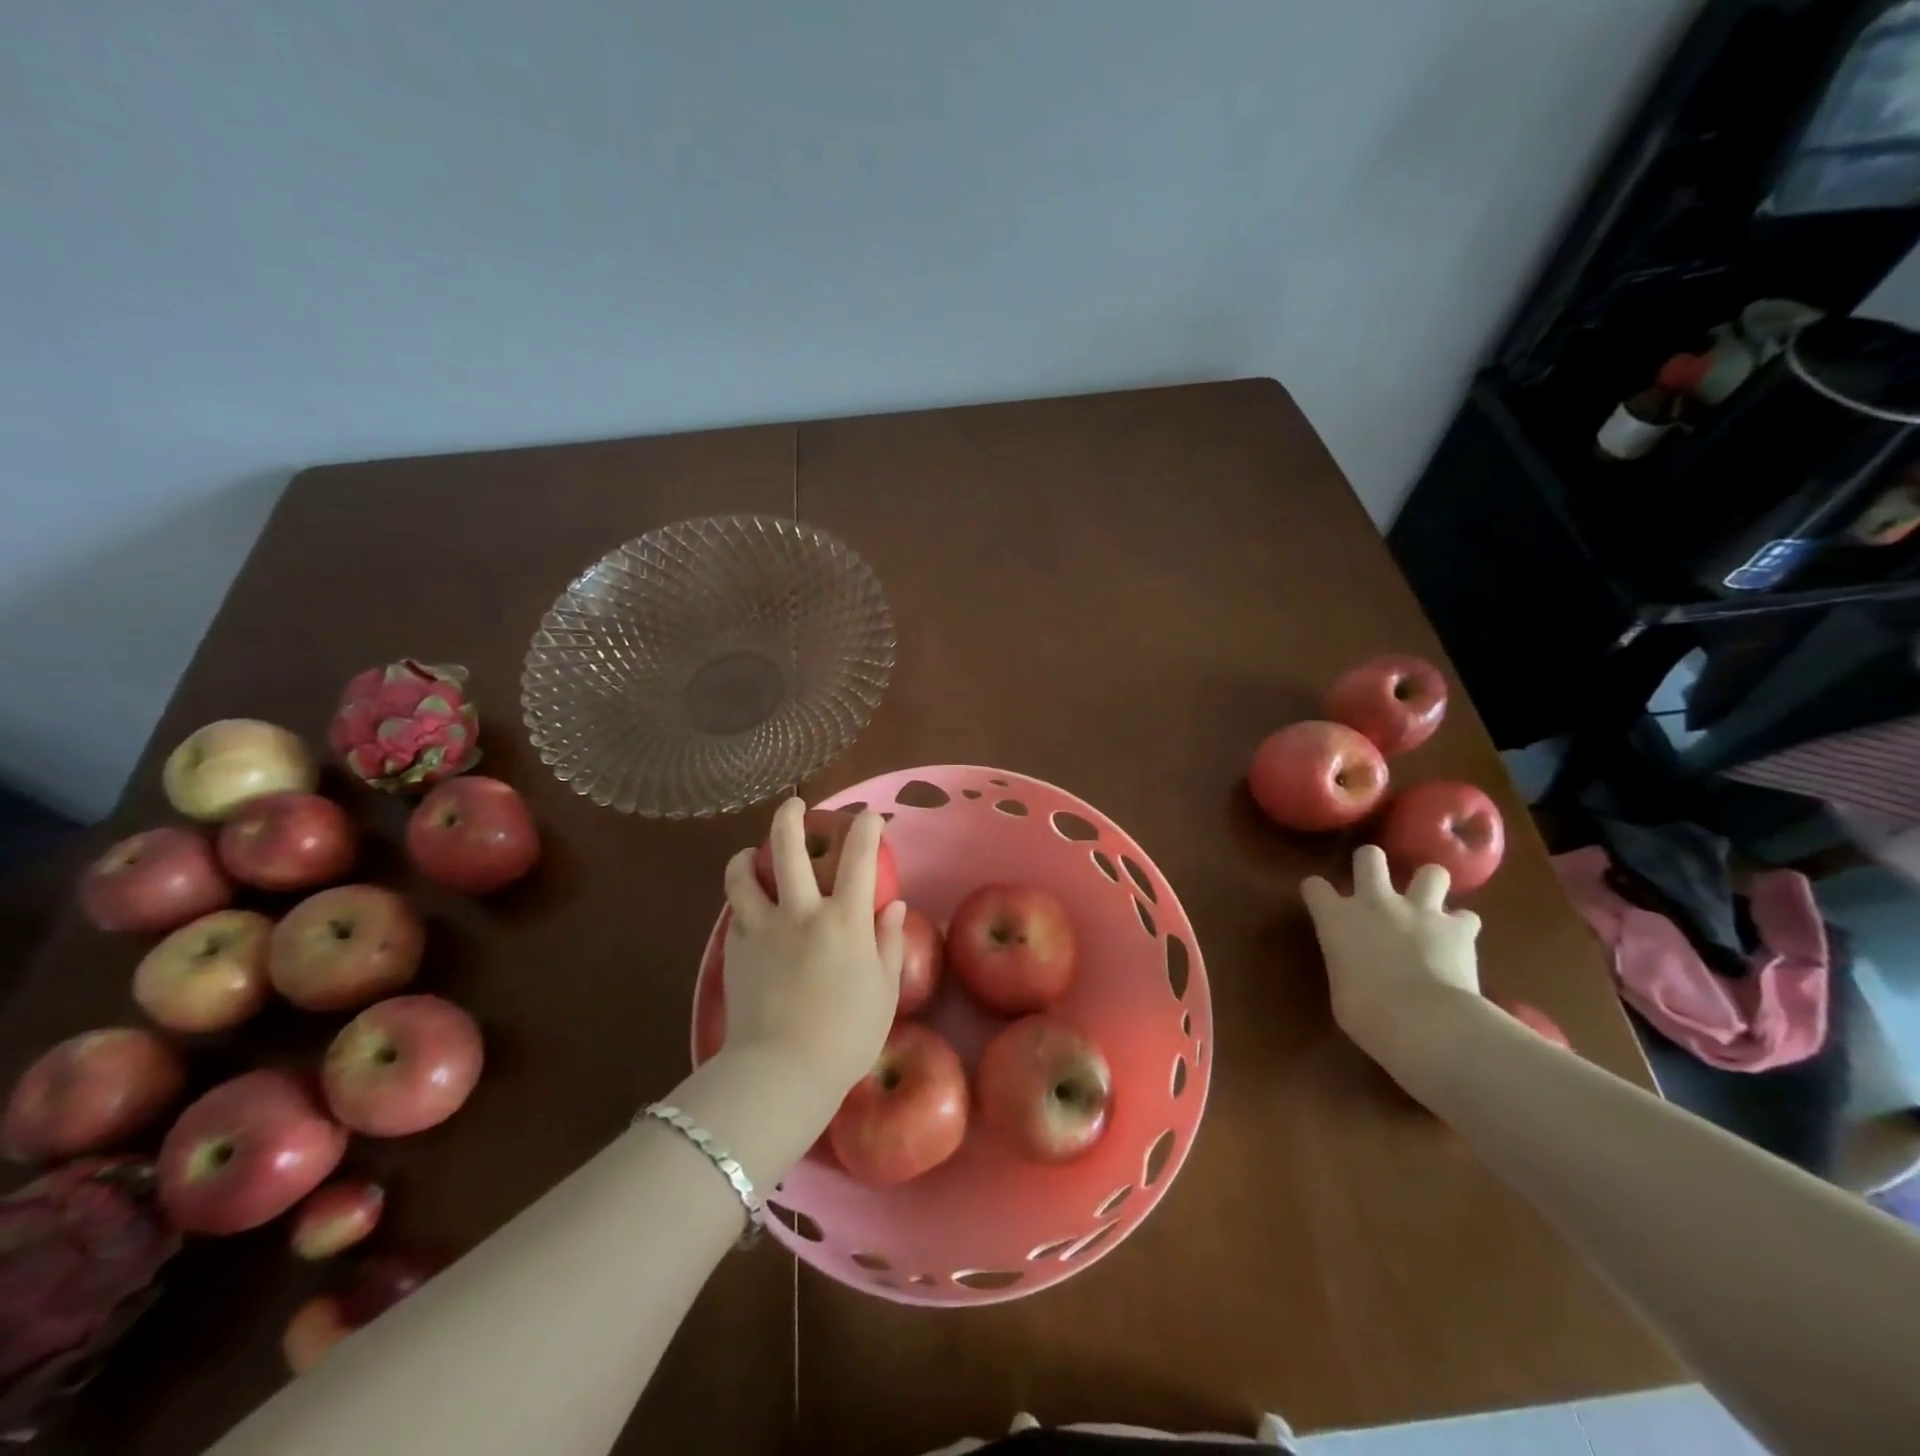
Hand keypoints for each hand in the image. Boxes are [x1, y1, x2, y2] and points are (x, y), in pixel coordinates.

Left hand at [719, 798, 905, 1105]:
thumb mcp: (884, 992)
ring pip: (742, 875)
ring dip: (745, 856)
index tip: (869, 816)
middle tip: (794, 805)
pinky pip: (735, 912)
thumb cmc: (846, 1037)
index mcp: (845, 921)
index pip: (860, 858)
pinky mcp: (735, 950)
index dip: (866, 828)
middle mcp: (801, 912)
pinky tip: (748, 909)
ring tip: (748, 854)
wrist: (781, 1072)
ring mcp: (762, 928)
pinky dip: (741, 900)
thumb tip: (894, 907)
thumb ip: (889, 944)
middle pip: (788, 849)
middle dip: (791, 817)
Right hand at [1301, 845, 1481, 1064]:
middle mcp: (1375, 903)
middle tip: (1375, 885)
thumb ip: (1346, 967)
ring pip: (1430, 872)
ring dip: (1429, 886)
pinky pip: (1466, 917)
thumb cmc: (1366, 1013)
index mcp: (1336, 918)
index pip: (1315, 886)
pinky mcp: (1459, 928)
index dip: (1318, 892)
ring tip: (1429, 905)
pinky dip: (1462, 926)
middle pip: (1369, 857)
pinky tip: (1459, 940)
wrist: (1424, 1022)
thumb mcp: (1340, 990)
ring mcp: (1420, 911)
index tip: (1321, 902)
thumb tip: (1357, 971)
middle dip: (1371, 864)